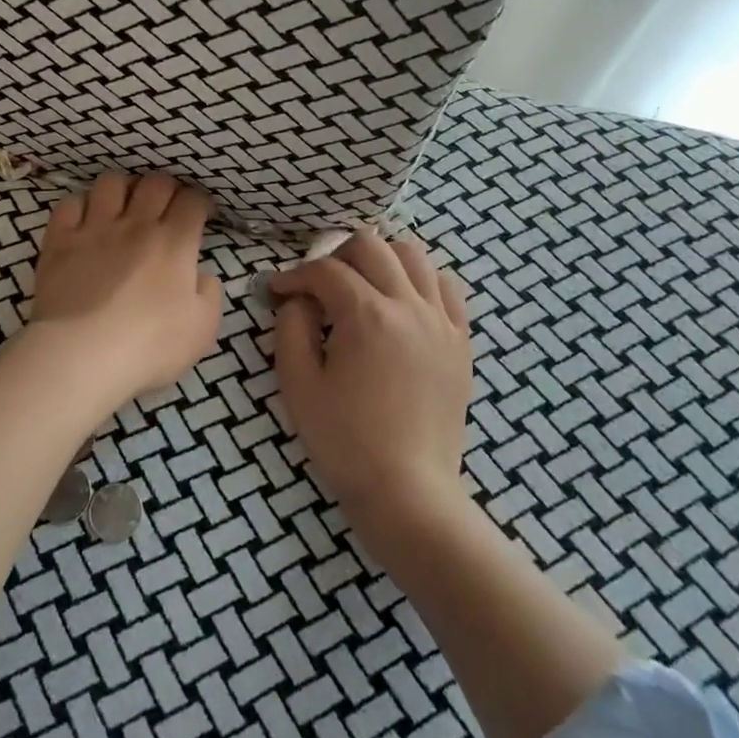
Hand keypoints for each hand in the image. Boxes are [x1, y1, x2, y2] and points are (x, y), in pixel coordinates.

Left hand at [30, 172, 222, 401]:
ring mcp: (95, 228)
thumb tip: (201, 276)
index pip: (193, 200)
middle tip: (166, 206)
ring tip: (124, 206)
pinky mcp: (60, 240)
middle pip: (155, 182)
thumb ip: (209, 295)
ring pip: (111, 183)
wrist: (82, 354)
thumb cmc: (149, 345)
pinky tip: (84, 220)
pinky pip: (69, 203)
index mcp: (175, 242)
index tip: (200, 215)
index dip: (200, 202)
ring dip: (123, 189)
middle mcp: (136, 224)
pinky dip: (79, 206)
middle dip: (166, 188)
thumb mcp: (202, 329)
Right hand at [269, 229, 472, 524]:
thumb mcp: (299, 385)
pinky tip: (403, 302)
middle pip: (371, 245)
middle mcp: (408, 306)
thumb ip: (291, 328)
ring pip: (414, 255)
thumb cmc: (345, 442)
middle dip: (336, 254)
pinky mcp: (460, 341)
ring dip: (381, 258)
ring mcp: (441, 321)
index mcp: (366, 316)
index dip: (295, 276)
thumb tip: (297, 299)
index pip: (325, 271)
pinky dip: (421, 280)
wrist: (408, 492)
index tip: (278, 291)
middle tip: (319, 284)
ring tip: (363, 284)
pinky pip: (447, 287)